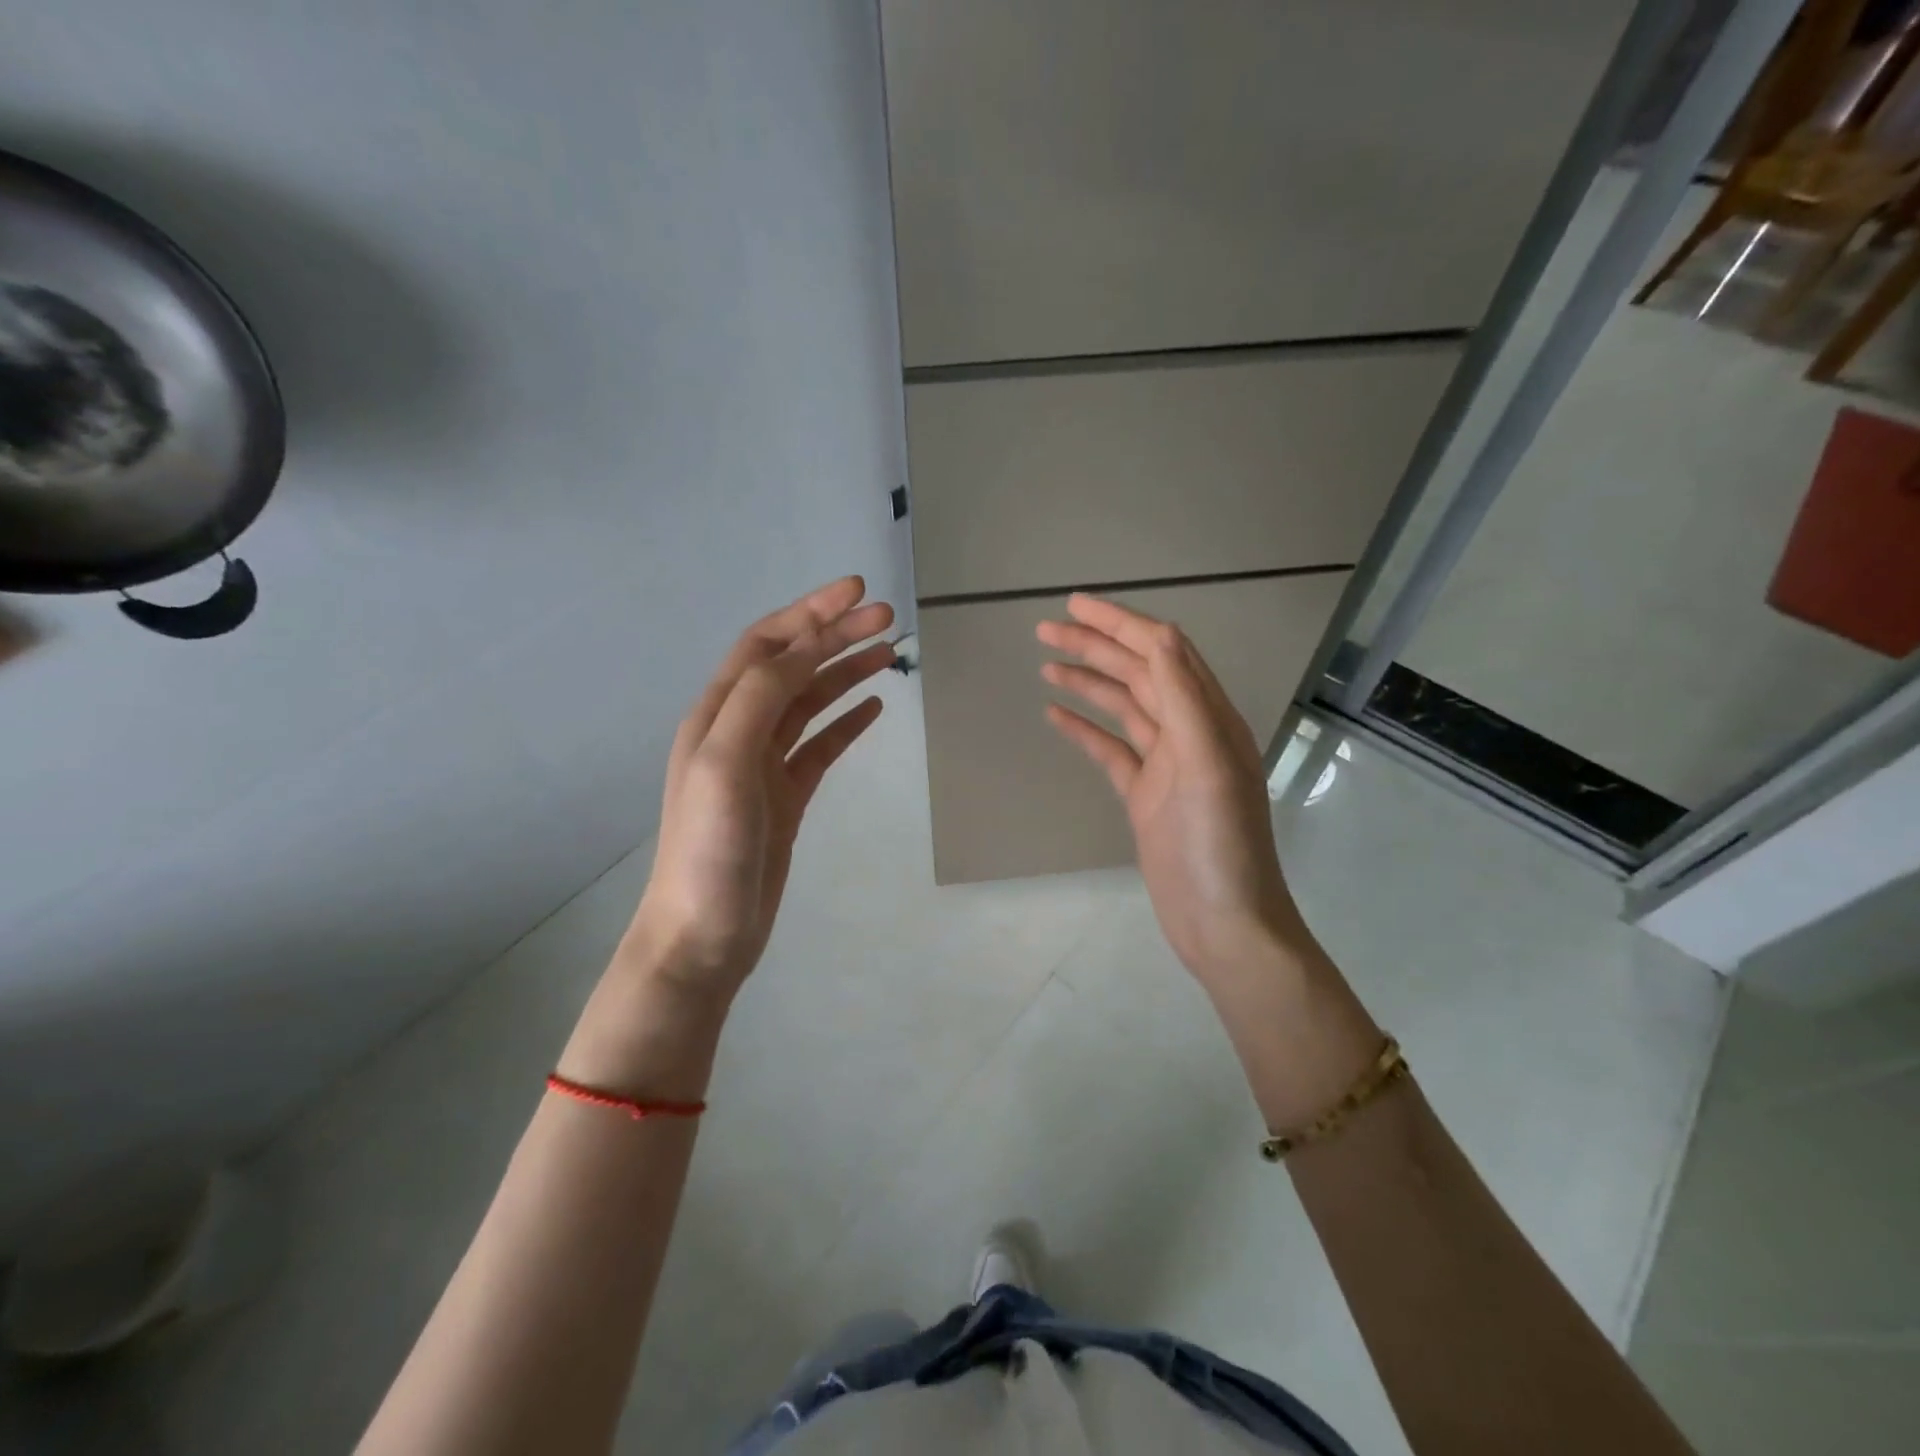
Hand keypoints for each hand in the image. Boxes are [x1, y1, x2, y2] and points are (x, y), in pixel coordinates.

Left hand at [625, 576, 894, 1002]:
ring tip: (889, 654)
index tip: (858, 592)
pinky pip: (820, 746)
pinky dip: (847, 722)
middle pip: (794, 667)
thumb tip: (804, 650)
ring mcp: (764, 765)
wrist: (704, 933)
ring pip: (810, 703)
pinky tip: (874, 709)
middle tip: (888, 619)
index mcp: (718, 713)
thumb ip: (760, 699)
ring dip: (846, 674)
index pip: (768, 645)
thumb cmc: (709, 847)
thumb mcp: (726, 762)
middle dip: (837, 637)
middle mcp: (739, 729)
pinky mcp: (786, 797)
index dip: (811, 614)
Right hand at [1037, 595, 1313, 992]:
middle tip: (1046, 629)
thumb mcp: (1208, 766)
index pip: (1164, 652)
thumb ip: (1185, 699)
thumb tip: (1159, 636)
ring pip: (1122, 707)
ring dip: (1087, 682)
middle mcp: (1190, 733)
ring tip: (1046, 664)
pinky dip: (1084, 729)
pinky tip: (1055, 715)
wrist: (1223, 924)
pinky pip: (1110, 749)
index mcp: (1210, 719)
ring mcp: (1166, 765)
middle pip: (1139, 674)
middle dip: (1096, 647)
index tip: (1075, 606)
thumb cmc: (1219, 846)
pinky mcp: (1145, 795)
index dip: (1121, 624)